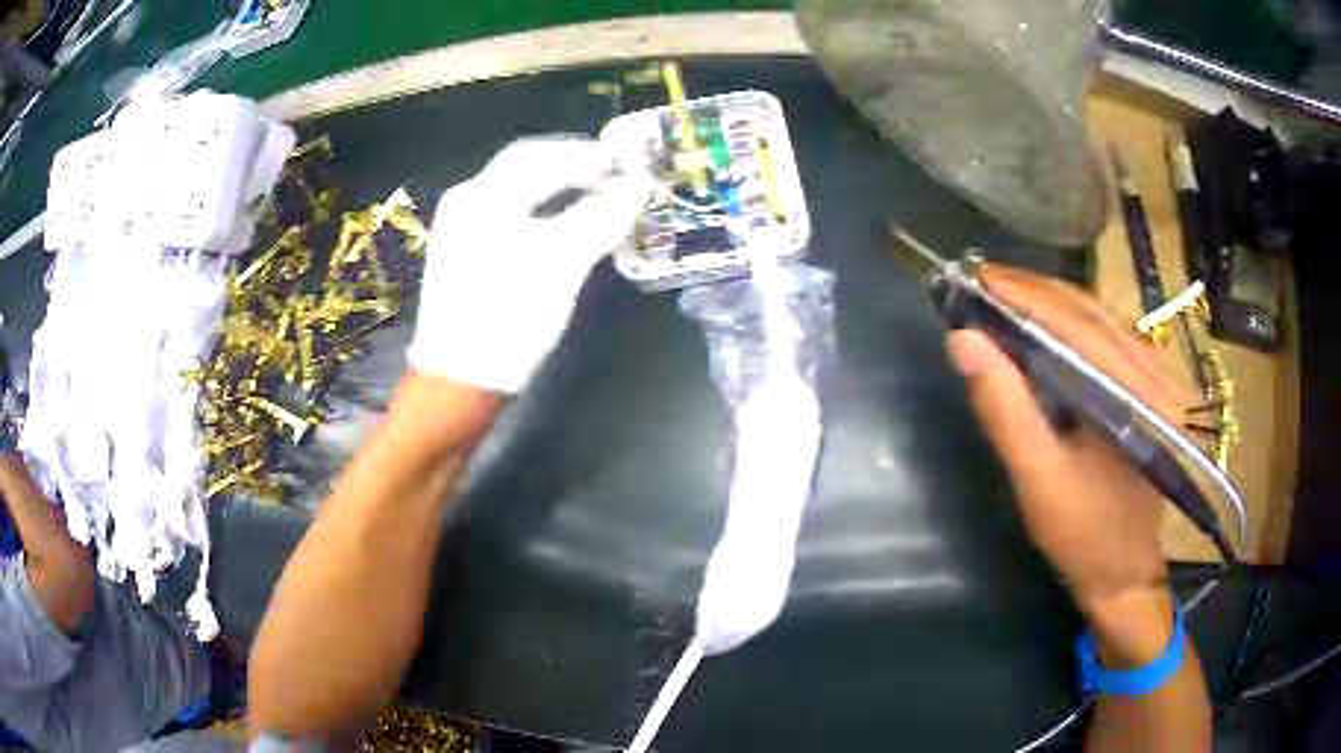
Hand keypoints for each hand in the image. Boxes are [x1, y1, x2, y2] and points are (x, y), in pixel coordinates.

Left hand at [407, 136, 655, 393]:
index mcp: (483, 195)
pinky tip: (565, 219)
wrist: (460, 382)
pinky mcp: (463, 250)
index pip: (543, 155)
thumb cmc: (510, 318)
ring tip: (599, 193)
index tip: (630, 163)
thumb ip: (602, 216)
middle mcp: (466, 199)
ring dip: (560, 184)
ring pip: (518, 187)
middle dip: (574, 164)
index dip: (590, 155)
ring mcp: (460, 225)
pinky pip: (508, 210)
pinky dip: (542, 206)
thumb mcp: (562, 263)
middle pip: (526, 165)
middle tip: (616, 175)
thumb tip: (640, 184)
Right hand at [946, 265, 1196, 659]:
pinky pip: (1110, 335)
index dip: (1024, 295)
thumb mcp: (1038, 480)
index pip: (1077, 324)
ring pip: (1101, 317)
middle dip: (1034, 291)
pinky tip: (1044, 322)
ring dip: (1051, 301)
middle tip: (981, 282)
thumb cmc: (1083, 535)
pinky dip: (1072, 321)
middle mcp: (1156, 372)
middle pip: (1092, 310)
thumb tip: (962, 339)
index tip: (975, 277)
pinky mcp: (1152, 385)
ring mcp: (1159, 376)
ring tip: (1004, 295)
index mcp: (1137, 395)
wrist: (1125, 571)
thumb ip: (1005, 409)